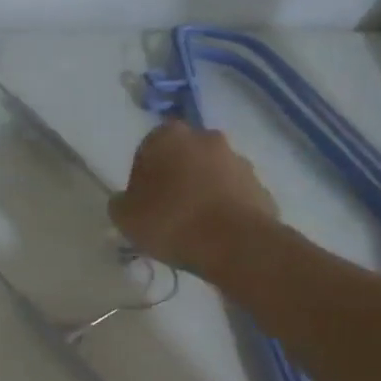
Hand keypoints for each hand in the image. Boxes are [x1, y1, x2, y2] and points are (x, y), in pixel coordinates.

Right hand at [109, 120, 277, 273]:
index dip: (142, 178)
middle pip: (183, 158)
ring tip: (194, 228)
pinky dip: (224, 207)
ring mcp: (238, 160)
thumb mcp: (126, 218)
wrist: (236, 244)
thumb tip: (126, 200)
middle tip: (166, 213)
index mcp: (168, 136)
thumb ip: (120, 203)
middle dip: (175, 180)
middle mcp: (206, 138)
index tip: (142, 204)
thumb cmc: (172, 222)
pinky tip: (216, 234)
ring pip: (211, 174)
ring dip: (202, 192)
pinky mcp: (260, 185)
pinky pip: (233, 194)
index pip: (147, 151)